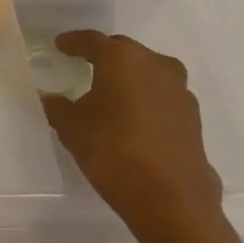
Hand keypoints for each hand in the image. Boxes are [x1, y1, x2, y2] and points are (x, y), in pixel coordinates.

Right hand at [39, 30, 222, 242]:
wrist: (172, 202)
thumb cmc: (113, 152)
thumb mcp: (71, 127)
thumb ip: (57, 106)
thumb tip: (51, 98)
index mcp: (122, 59)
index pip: (92, 41)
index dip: (73, 42)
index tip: (59, 45)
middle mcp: (156, 66)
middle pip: (124, 52)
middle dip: (103, 56)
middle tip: (83, 63)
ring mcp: (180, 92)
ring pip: (148, 72)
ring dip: (129, 77)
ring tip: (109, 91)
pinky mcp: (192, 119)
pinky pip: (161, 96)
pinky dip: (145, 98)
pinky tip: (132, 117)